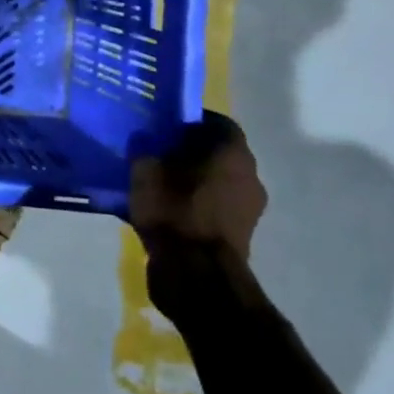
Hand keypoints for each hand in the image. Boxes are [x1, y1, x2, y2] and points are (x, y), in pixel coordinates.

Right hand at [129, 112, 266, 261]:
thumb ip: (144, 148)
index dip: (190, 120)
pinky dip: (194, 205)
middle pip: (217, 153)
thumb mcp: (145, 170)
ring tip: (158, 186)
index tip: (164, 126)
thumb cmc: (174, 210)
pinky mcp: (240, 235)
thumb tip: (144, 138)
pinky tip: (166, 212)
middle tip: (156, 154)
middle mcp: (249, 175)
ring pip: (216, 182)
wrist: (196, 273)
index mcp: (232, 152)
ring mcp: (249, 208)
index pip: (216, 122)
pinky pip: (213, 208)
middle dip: (188, 152)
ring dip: (192, 181)